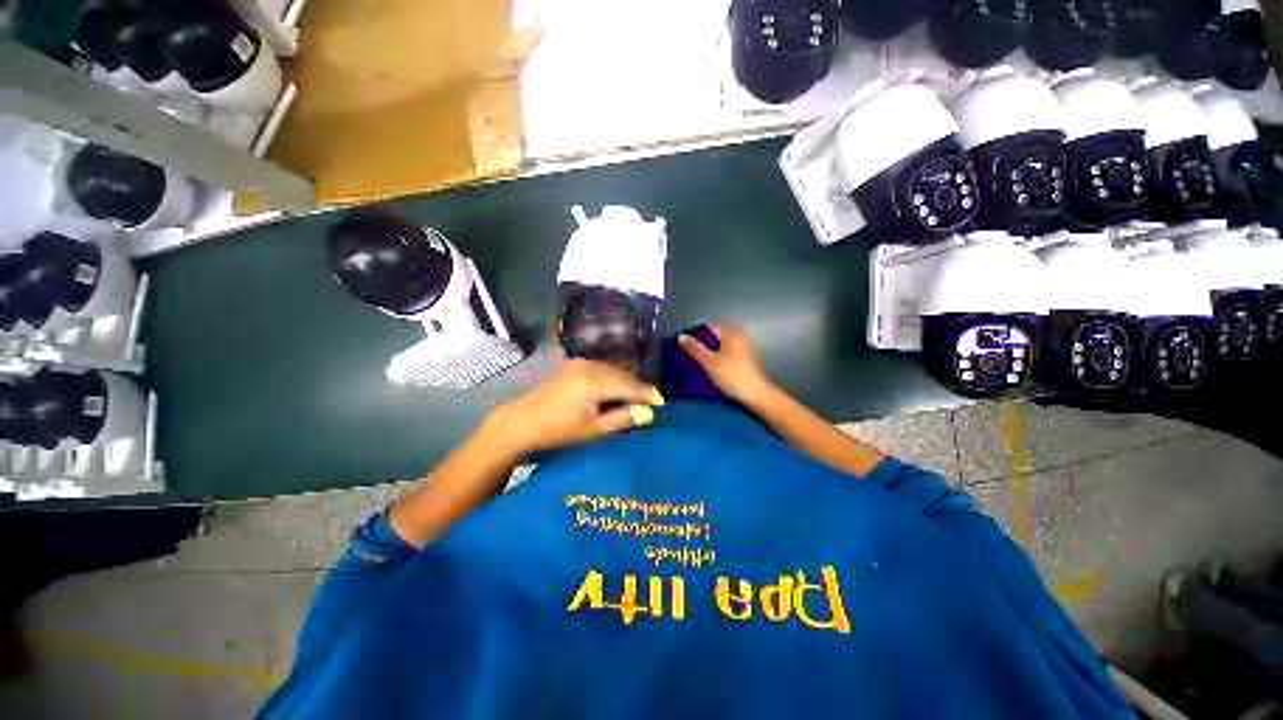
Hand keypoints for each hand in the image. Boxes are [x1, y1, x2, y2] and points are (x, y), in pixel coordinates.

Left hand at [485, 360, 664, 455]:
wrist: (521, 422)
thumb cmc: (557, 431)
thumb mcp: (593, 430)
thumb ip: (622, 419)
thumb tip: (648, 413)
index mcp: (594, 380)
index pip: (629, 386)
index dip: (647, 395)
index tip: (663, 404)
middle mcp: (590, 365)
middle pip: (623, 375)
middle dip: (638, 388)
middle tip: (651, 403)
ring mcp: (581, 362)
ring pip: (614, 371)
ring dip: (626, 383)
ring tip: (635, 400)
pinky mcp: (575, 365)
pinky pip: (602, 369)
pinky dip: (613, 380)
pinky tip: (615, 392)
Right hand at [679, 325, 775, 406]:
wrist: (756, 395)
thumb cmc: (732, 376)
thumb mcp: (710, 362)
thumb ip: (695, 349)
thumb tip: (681, 336)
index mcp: (730, 334)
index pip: (708, 327)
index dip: (694, 334)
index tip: (682, 345)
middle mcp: (737, 338)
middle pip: (713, 337)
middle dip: (700, 344)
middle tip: (685, 354)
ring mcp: (742, 350)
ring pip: (719, 347)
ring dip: (706, 353)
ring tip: (693, 363)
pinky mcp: (743, 362)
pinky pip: (724, 355)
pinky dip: (715, 360)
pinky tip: (707, 369)